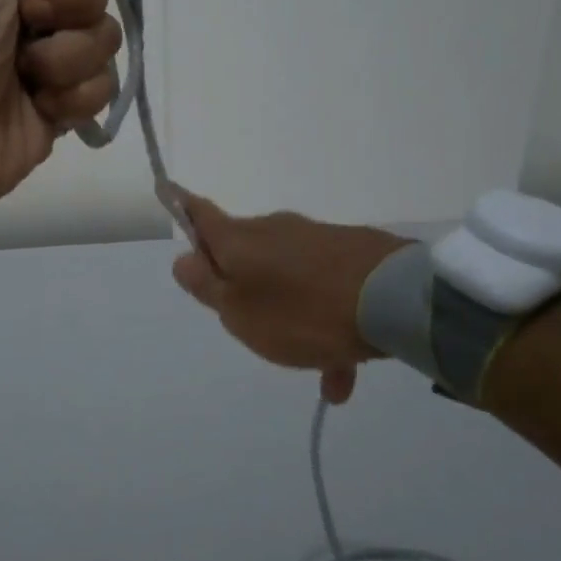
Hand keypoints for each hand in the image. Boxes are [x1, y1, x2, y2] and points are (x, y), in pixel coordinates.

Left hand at [0, 0, 121, 208]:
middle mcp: (32, 6)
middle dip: (69, 1)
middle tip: (28, 20)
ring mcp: (52, 55)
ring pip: (105, 36)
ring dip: (67, 57)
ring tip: (28, 75)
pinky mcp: (67, 100)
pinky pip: (104, 85)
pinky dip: (73, 96)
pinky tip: (42, 105)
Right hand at [171, 194, 410, 403]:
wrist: (393, 300)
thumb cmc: (301, 310)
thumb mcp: (240, 311)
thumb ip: (208, 286)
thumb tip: (184, 259)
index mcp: (239, 240)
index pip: (199, 213)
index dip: (180, 205)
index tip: (166, 190)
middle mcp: (275, 230)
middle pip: (243, 251)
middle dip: (241, 283)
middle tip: (247, 324)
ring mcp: (317, 239)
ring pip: (288, 279)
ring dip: (290, 317)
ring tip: (312, 367)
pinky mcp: (353, 253)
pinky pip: (324, 290)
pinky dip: (326, 324)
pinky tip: (343, 371)